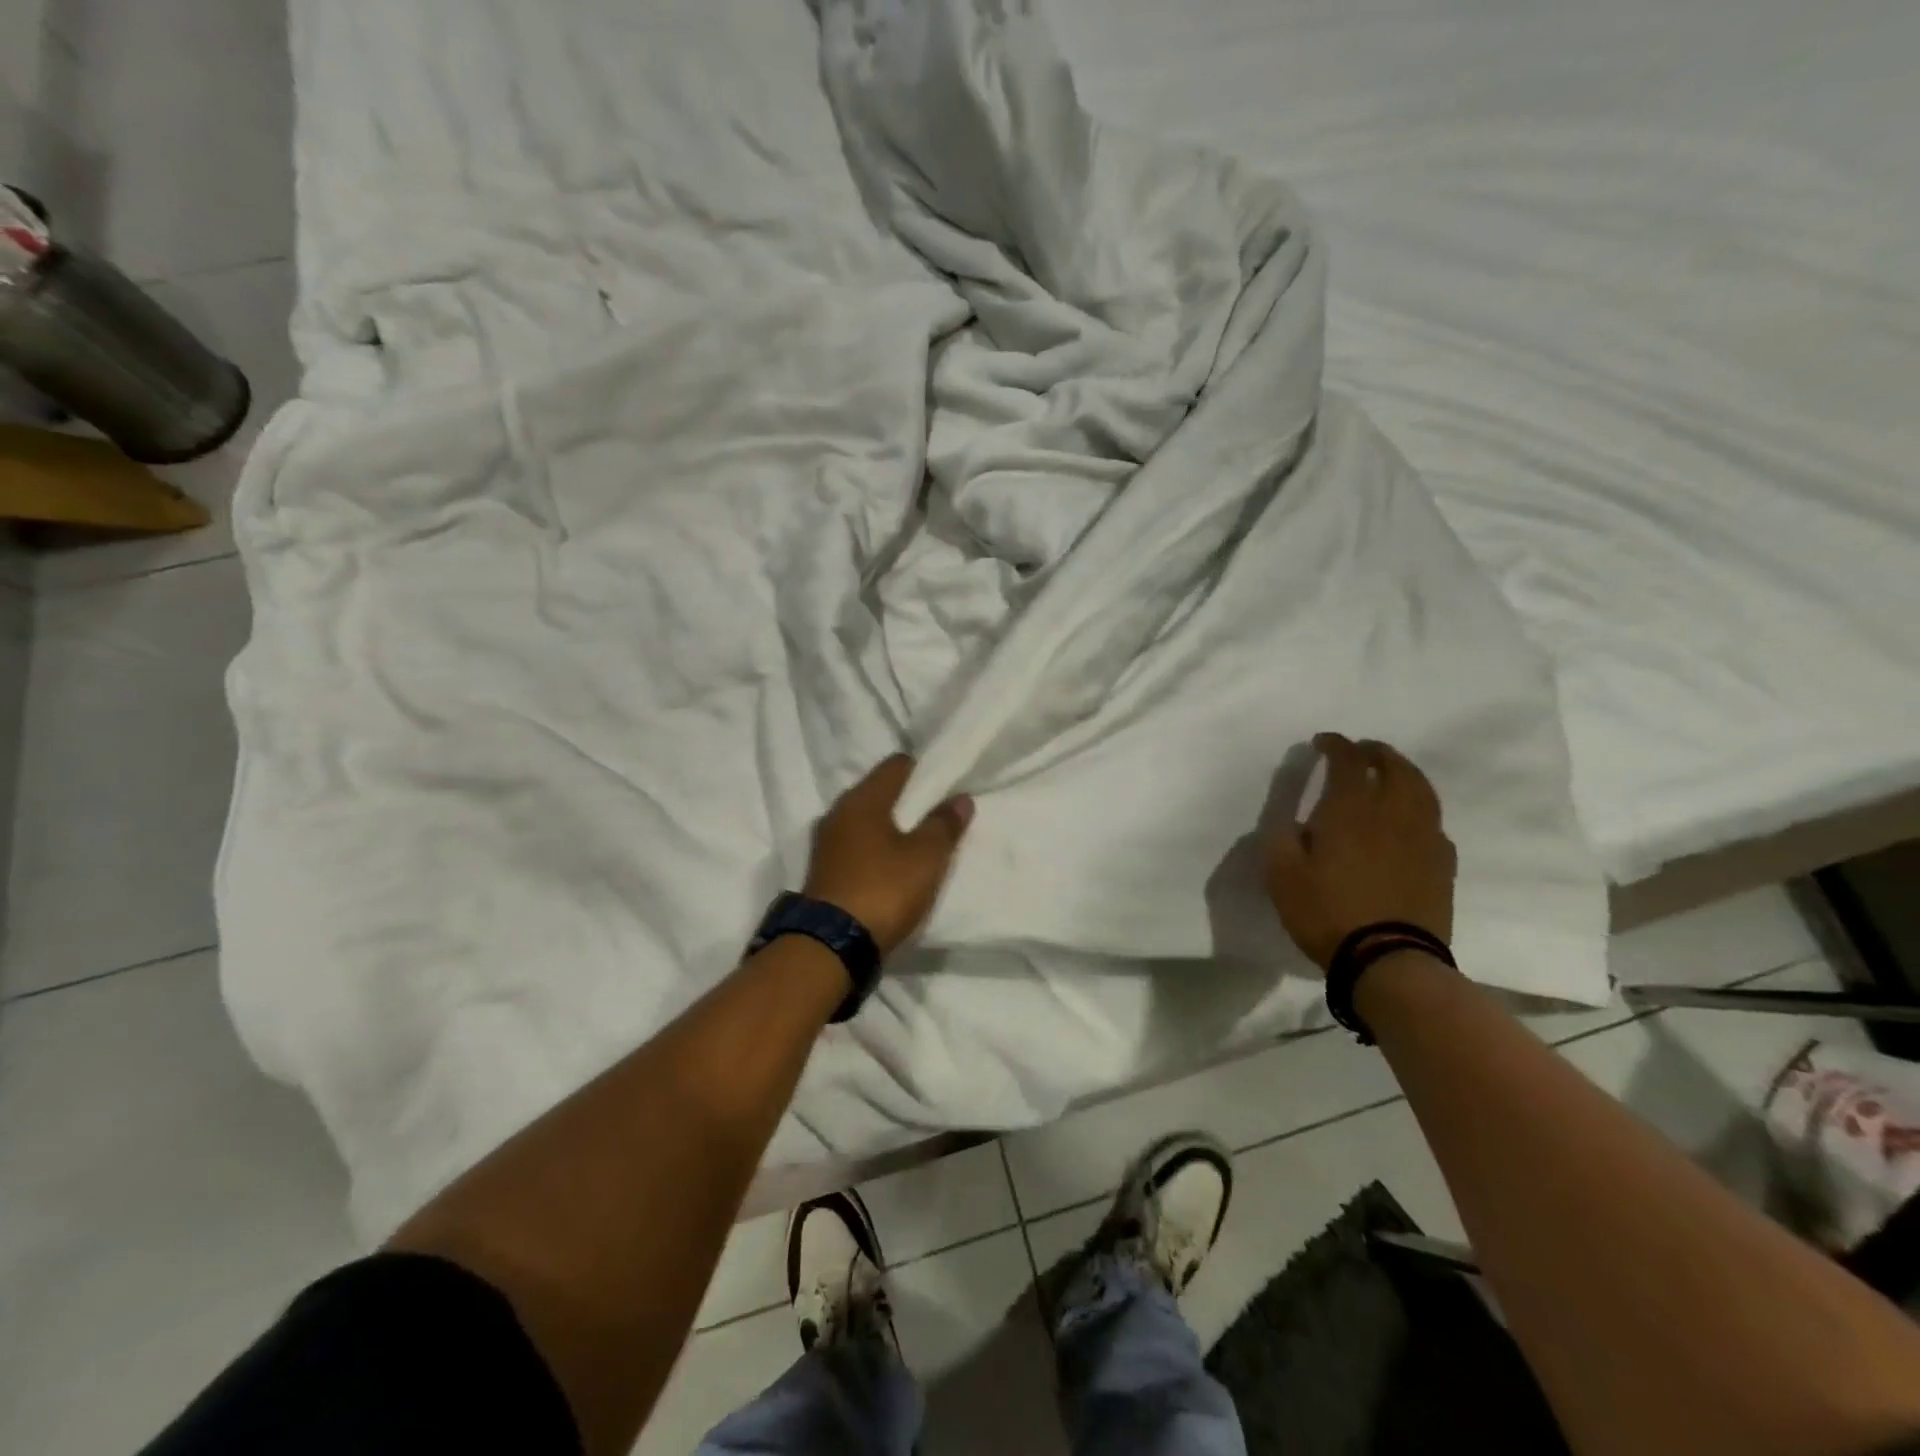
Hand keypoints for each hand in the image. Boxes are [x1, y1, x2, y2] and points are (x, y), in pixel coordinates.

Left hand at [803, 755, 974, 957]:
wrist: (831, 946)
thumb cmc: (884, 889)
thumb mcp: (926, 857)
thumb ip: (944, 824)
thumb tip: (960, 799)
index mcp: (863, 799)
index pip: (897, 765)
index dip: (924, 771)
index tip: (946, 786)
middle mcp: (839, 812)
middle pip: (879, 791)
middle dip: (908, 800)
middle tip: (937, 815)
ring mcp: (827, 842)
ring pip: (867, 821)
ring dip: (890, 827)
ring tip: (918, 842)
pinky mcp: (824, 870)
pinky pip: (856, 846)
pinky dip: (876, 849)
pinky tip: (893, 865)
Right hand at [1264, 733, 1456, 973]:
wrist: (1388, 960)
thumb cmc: (1326, 912)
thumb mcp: (1282, 874)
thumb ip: (1282, 836)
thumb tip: (1292, 817)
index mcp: (1350, 809)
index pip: (1348, 760)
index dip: (1335, 744)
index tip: (1322, 742)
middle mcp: (1393, 813)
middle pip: (1394, 767)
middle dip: (1376, 752)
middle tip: (1362, 750)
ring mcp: (1424, 838)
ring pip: (1422, 790)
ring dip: (1405, 773)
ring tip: (1390, 775)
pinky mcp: (1442, 865)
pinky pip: (1434, 823)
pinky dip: (1420, 810)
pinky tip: (1410, 822)